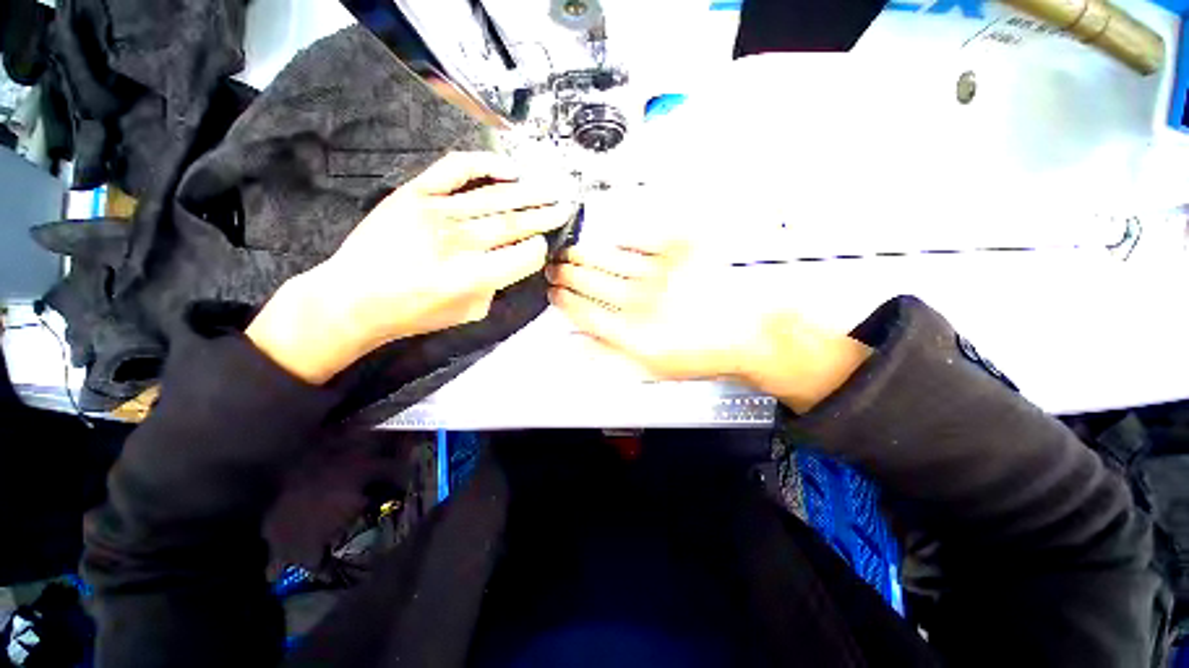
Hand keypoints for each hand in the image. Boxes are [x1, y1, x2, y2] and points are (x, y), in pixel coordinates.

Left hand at [248, 152, 573, 383]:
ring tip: (550, 190)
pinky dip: (486, 164)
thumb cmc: (414, 313)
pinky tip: (510, 169)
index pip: (523, 255)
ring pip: (495, 197)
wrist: (354, 298)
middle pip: (515, 222)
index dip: (539, 249)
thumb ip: (496, 285)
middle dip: (545, 215)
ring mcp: (436, 211)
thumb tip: (511, 260)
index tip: (543, 246)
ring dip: (529, 193)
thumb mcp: (468, 313)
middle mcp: (459, 241)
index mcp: (473, 276)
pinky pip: (456, 169)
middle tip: (565, 207)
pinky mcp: (415, 193)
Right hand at [547, 233, 871, 412]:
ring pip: (607, 261)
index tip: (554, 293)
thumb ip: (610, 357)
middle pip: (589, 282)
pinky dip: (621, 238)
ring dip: (583, 256)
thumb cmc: (700, 353)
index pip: (583, 312)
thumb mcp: (651, 370)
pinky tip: (611, 238)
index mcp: (630, 332)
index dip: (563, 301)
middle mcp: (638, 300)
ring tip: (570, 253)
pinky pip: (640, 239)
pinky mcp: (678, 252)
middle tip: (554, 268)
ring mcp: (657, 273)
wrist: (747, 333)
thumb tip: (577, 344)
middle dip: (566, 274)